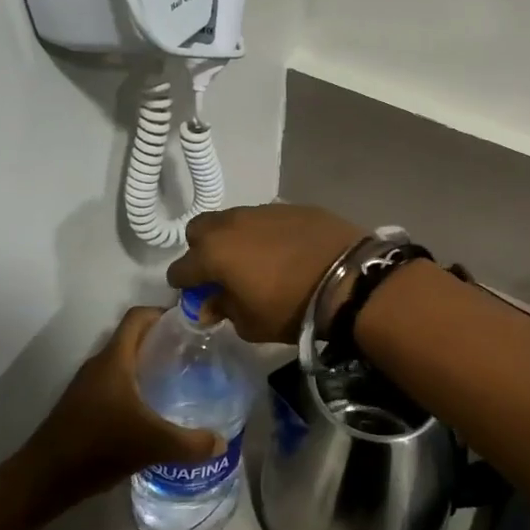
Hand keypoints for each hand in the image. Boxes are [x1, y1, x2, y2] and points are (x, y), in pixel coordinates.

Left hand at [21, 309, 221, 508]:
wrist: (44, 479)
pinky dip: (136, 386)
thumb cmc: (98, 447)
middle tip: (195, 353)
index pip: (138, 316)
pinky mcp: (83, 406)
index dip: (164, 312)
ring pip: (124, 362)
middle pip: (134, 338)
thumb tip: (221, 441)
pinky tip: (154, 410)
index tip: (192, 323)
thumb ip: (191, 443)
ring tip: (181, 379)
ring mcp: (88, 386)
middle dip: (163, 340)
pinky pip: (115, 383)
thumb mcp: (152, 444)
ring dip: (149, 364)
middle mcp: (100, 365)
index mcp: (114, 359)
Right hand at [166, 205, 366, 343]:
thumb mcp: (251, 324)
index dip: (185, 286)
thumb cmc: (291, 307)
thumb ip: (223, 309)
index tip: (197, 297)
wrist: (348, 278)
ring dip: (235, 238)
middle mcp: (231, 225)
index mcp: (213, 254)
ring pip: (233, 220)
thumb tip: (209, 303)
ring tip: (256, 259)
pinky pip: (265, 218)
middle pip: (200, 231)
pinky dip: (265, 232)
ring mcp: (261, 210)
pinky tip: (284, 249)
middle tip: (222, 272)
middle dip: (203, 250)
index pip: (180, 269)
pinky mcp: (290, 206)